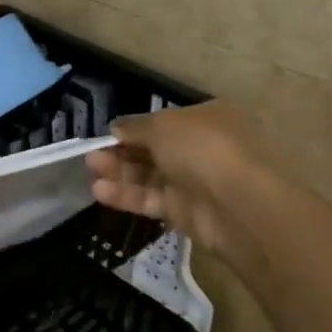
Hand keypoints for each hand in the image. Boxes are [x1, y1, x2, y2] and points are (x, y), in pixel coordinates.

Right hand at [84, 101, 277, 263]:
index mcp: (207, 117)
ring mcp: (197, 182)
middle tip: (92, 156)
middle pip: (155, 149)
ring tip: (91, 172)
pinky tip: (101, 192)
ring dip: (121, 173)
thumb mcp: (162, 125)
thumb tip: (116, 128)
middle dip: (123, 152)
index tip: (107, 135)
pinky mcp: (189, 213)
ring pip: (152, 176)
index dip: (134, 128)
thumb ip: (134, 127)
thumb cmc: (203, 147)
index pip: (164, 121)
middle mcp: (204, 147)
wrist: (240, 204)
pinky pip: (154, 200)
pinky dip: (128, 196)